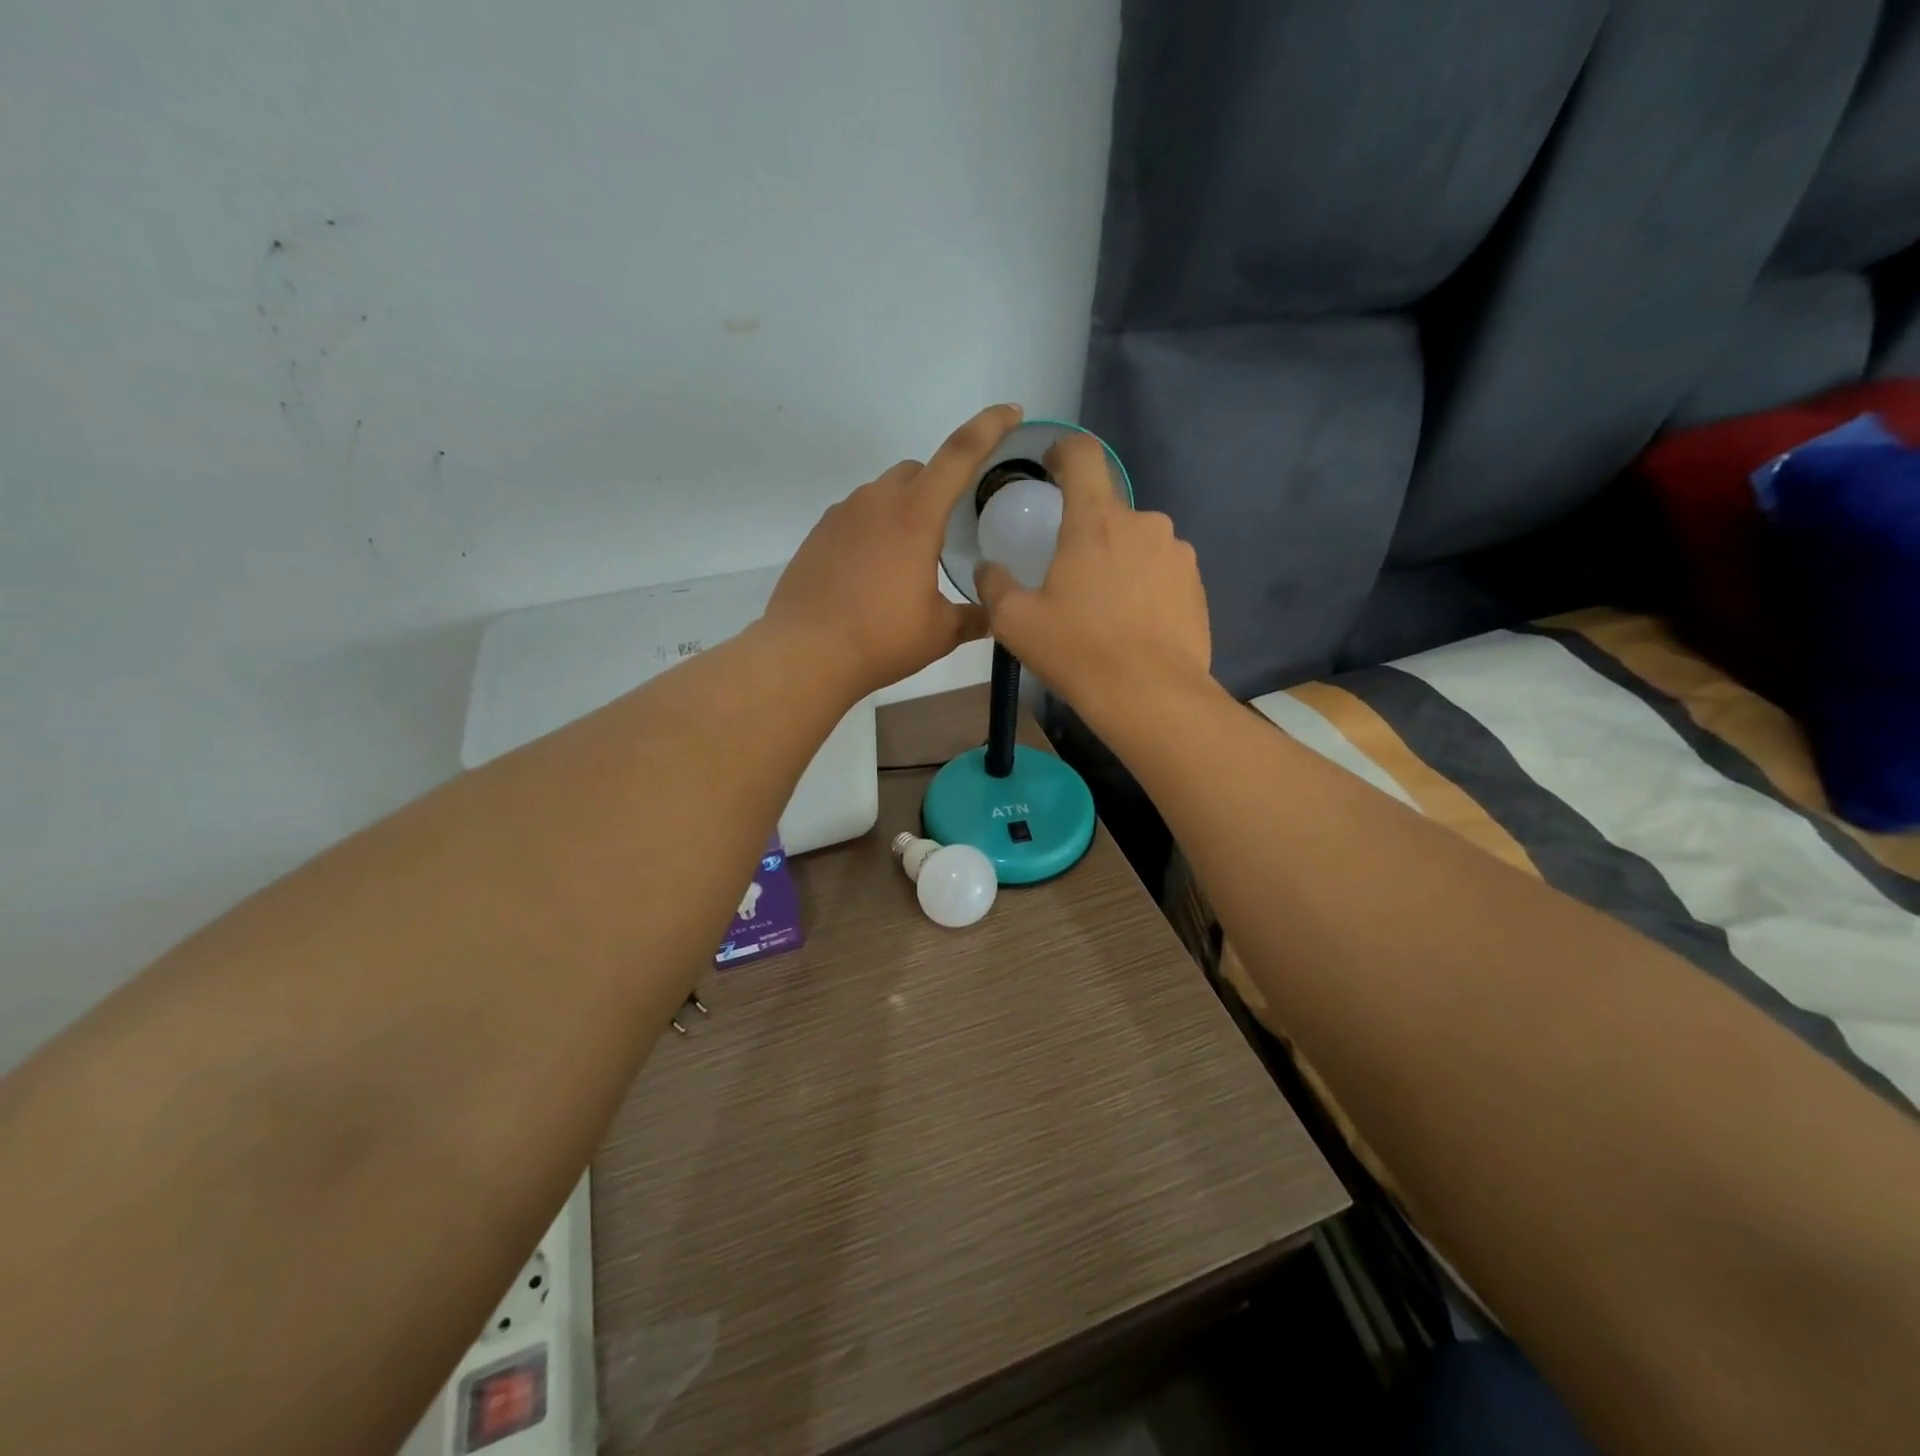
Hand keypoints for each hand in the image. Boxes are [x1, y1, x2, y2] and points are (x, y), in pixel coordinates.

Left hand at [762, 404, 1022, 697]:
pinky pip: (855, 517)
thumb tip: (995, 615)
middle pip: (916, 471)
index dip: (989, 426)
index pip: (960, 454)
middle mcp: (876, 502)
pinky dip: (872, 531)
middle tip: (947, 528)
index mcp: (915, 515)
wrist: (806, 654)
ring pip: (882, 493)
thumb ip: (973, 617)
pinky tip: (872, 573)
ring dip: (902, 511)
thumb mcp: (940, 632)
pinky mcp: (818, 535)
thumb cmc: (882, 638)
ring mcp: (841, 515)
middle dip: (938, 486)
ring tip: (907, 559)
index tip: (1010, 411)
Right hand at [974, 431, 1210, 711]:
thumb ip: (995, 586)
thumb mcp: (1015, 623)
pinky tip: (1133, 625)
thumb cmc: (1078, 651)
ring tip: (1104, 610)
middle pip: (1107, 511)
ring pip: (1137, 544)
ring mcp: (1177, 554)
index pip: (1083, 455)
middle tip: (1070, 578)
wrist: (1151, 696)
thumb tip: (989, 568)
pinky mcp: (1196, 585)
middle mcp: (1144, 524)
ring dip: (1118, 562)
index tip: (1052, 467)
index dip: (1064, 451)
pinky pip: (1161, 572)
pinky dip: (1144, 587)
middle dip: (1087, 533)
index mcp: (1095, 521)